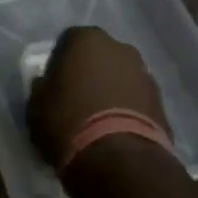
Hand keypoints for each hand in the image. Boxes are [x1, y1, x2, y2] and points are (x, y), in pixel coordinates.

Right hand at [26, 26, 169, 169]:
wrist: (119, 158)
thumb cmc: (68, 122)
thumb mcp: (36, 106)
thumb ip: (42, 88)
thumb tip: (47, 86)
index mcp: (86, 39)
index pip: (68, 41)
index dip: (59, 63)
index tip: (54, 85)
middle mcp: (119, 48)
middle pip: (99, 56)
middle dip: (89, 73)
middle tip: (77, 99)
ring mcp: (144, 73)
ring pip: (120, 77)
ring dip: (111, 91)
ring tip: (98, 120)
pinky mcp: (161, 102)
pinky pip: (136, 99)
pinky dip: (127, 109)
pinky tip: (116, 132)